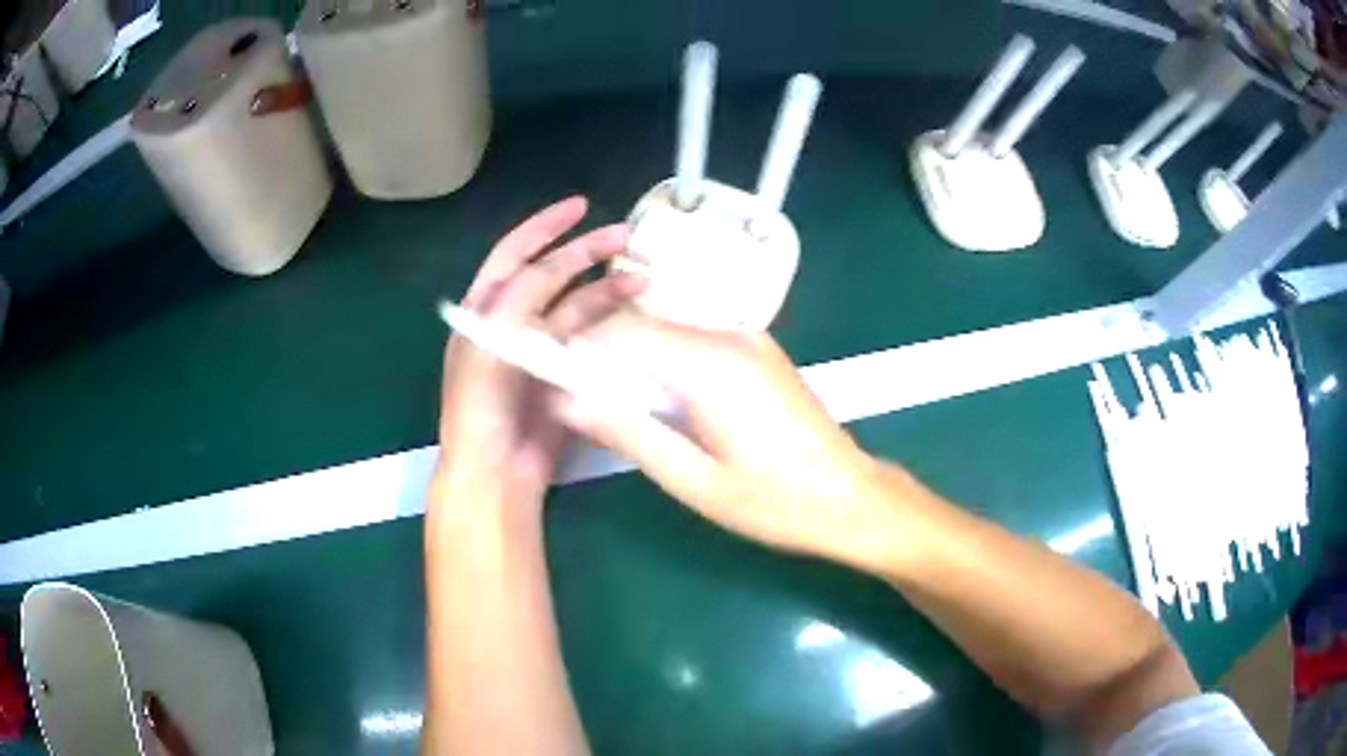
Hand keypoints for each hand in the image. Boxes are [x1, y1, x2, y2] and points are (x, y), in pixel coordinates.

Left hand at [430, 197, 645, 520]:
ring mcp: (541, 350)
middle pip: (552, 276)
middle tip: (626, 237)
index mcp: (485, 311)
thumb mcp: (491, 343)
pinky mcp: (565, 376)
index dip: (545, 227)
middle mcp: (512, 323)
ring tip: (642, 277)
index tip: (581, 206)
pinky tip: (634, 313)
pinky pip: (591, 341)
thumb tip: (554, 266)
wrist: (496, 470)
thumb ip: (518, 300)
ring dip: (606, 290)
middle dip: (586, 252)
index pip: (515, 255)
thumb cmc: (482, 406)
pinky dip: (611, 325)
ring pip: (577, 307)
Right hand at [558, 313, 931, 573]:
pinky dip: (663, 362)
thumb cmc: (774, 503)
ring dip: (631, 359)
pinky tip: (658, 402)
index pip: (620, 329)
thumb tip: (564, 400)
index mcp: (709, 364)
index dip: (576, 347)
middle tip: (577, 400)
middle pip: (641, 324)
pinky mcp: (756, 350)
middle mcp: (728, 334)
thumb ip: (627, 433)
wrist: (851, 498)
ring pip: (665, 330)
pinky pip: (693, 341)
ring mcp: (747, 338)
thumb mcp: (693, 481)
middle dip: (600, 353)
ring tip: (612, 406)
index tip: (548, 379)